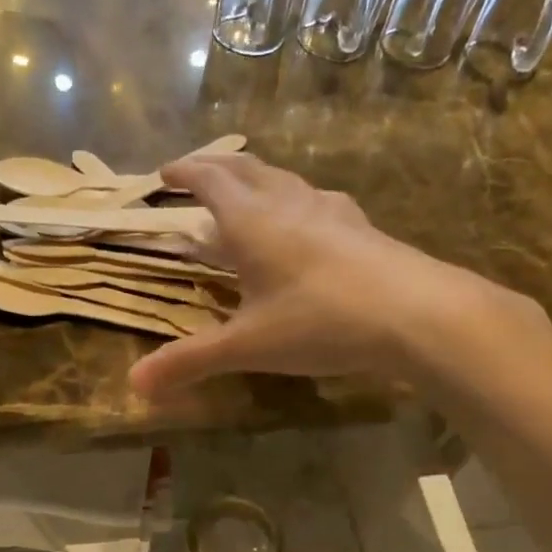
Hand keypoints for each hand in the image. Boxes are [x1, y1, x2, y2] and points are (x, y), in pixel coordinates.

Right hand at [128, 153, 541, 396]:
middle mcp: (289, 203)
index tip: (165, 172)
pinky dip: (295, 202)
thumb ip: (191, 361)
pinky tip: (307, 222)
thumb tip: (135, 385)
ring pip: (285, 180)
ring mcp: (331, 210)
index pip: (209, 180)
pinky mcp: (362, 228)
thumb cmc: (320, 321)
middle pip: (246, 169)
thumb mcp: (248, 346)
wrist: (417, 314)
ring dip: (258, 179)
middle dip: (216, 167)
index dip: (184, 172)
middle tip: (198, 173)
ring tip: (247, 194)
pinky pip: (317, 201)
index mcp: (252, 221)